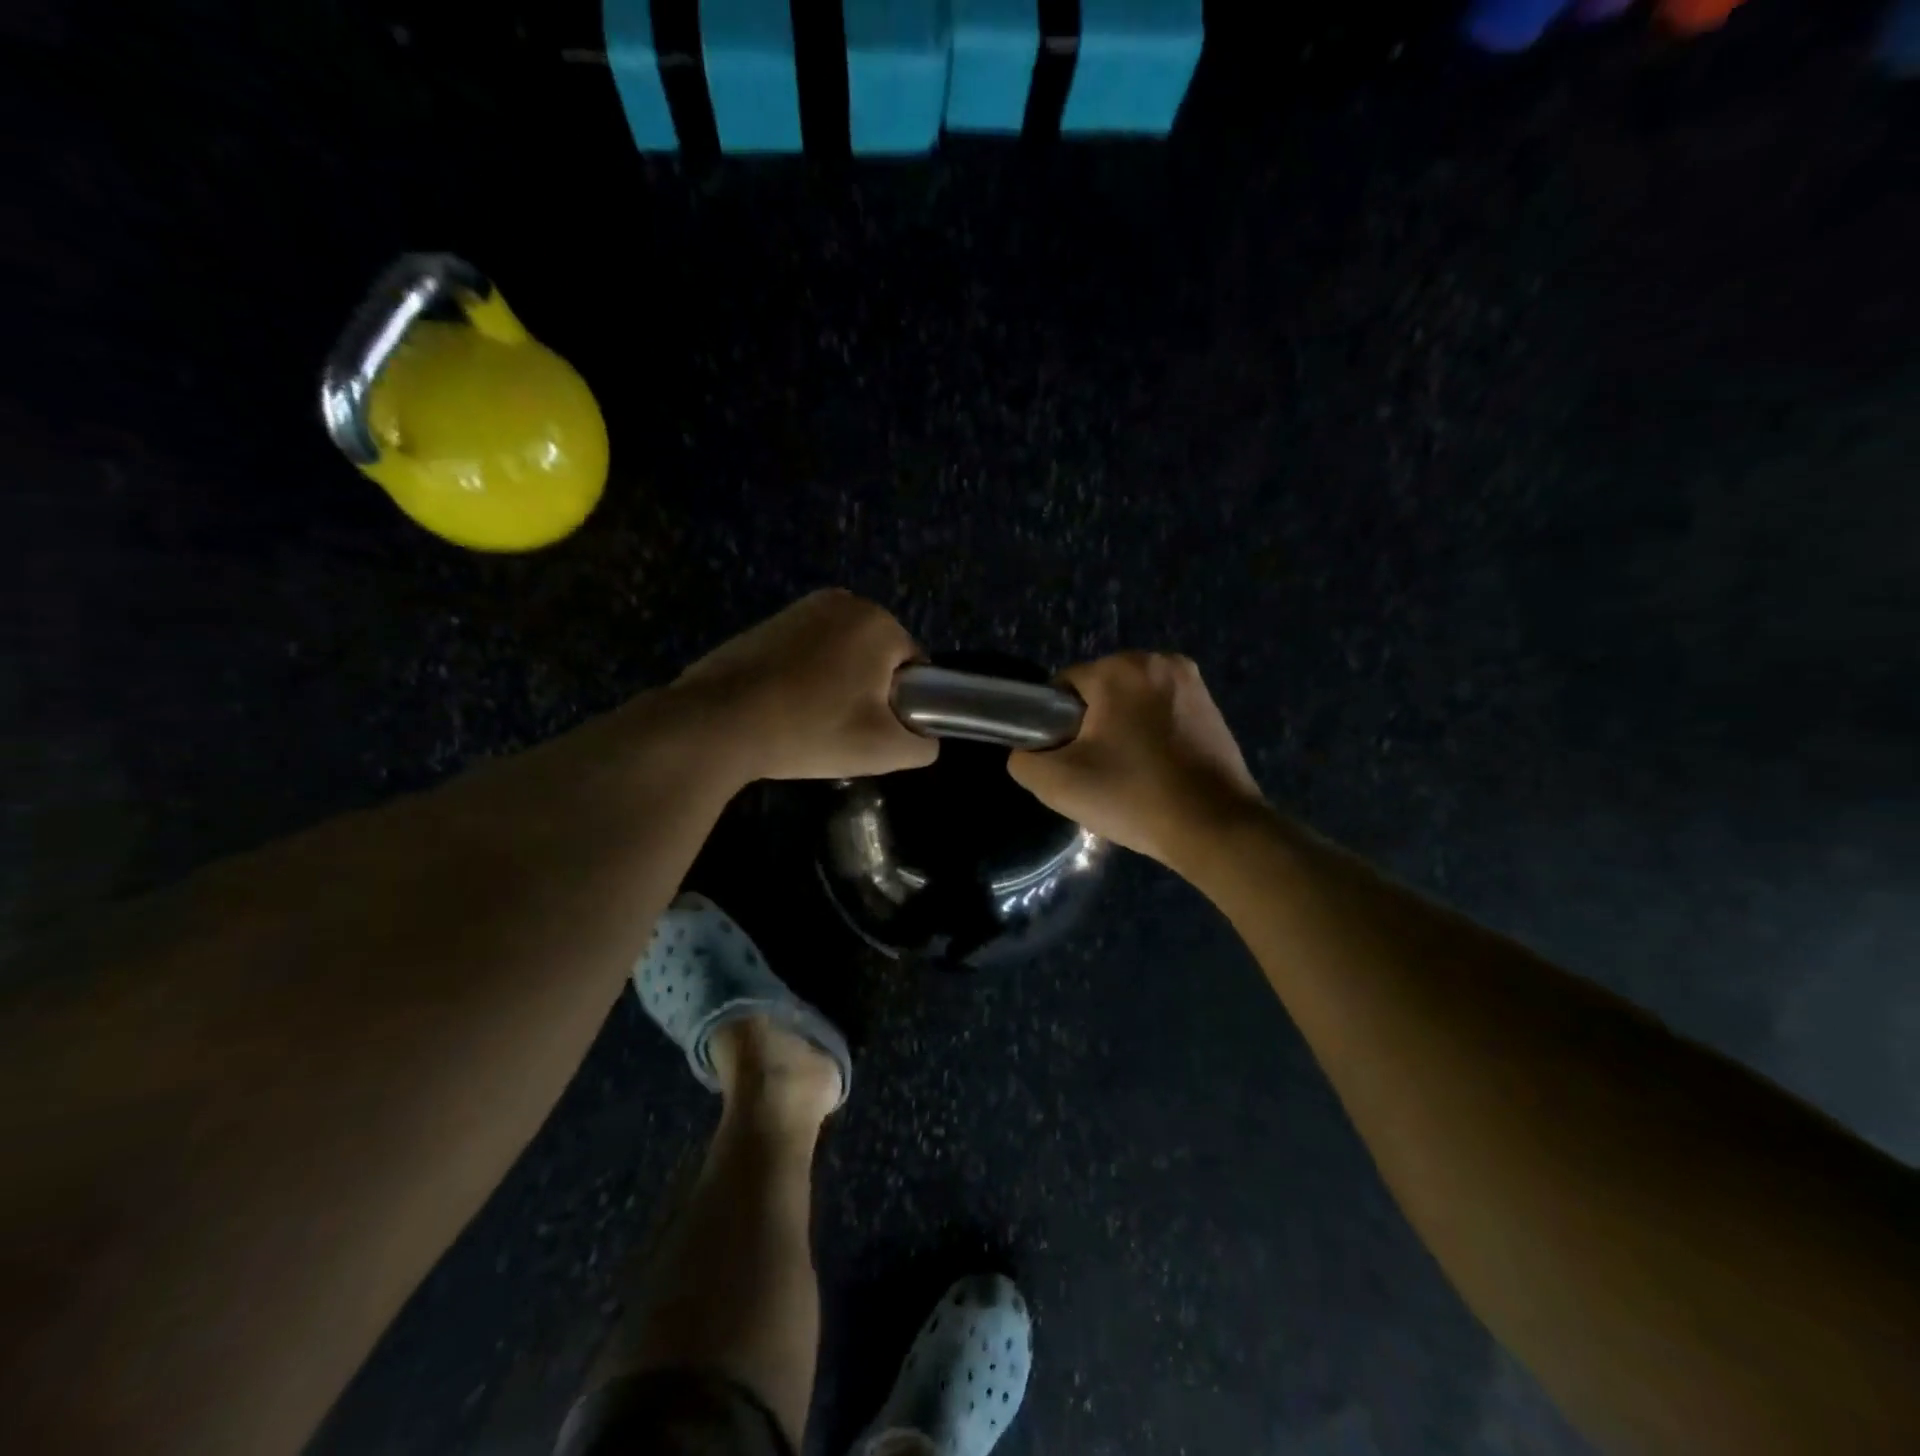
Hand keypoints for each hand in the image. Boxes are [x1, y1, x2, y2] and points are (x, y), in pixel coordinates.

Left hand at [671, 589, 938, 781]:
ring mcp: (801, 608)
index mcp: (879, 622)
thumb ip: (923, 744)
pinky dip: (806, 676)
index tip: (877, 731)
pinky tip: (785, 706)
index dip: (904, 704)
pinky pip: (808, 652)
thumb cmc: (811, 729)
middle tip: (844, 730)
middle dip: (869, 691)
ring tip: (811, 720)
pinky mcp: (768, 622)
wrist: (718, 723)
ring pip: (842, 655)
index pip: (915, 667)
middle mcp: (845, 601)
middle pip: (878, 658)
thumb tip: (924, 738)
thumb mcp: (884, 750)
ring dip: (838, 684)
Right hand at [1007, 652, 1265, 870]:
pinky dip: (1151, 734)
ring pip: (1131, 702)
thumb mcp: (1057, 784)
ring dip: (1122, 729)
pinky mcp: (1212, 705)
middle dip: (1091, 725)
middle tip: (1096, 772)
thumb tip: (1029, 750)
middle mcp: (1158, 661)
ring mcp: (1191, 682)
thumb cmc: (1133, 797)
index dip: (1055, 725)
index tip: (1068, 761)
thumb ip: (1023, 759)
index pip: (1063, 688)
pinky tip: (1156, 769)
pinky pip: (1161, 712)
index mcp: (1119, 669)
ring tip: (1128, 774)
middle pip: (1099, 691)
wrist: (1216, 828)